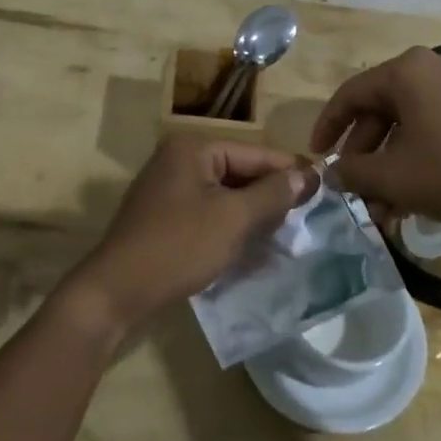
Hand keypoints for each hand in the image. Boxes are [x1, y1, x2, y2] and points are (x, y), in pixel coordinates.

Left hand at [61, 136, 313, 335]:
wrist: (115, 292)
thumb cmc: (178, 247)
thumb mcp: (233, 219)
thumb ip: (273, 194)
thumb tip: (307, 176)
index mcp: (193, 148)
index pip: (255, 153)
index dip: (290, 170)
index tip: (325, 186)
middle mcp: (178, 159)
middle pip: (239, 171)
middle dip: (271, 194)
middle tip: (309, 213)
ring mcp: (168, 188)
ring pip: (225, 194)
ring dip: (254, 212)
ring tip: (288, 231)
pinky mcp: (164, 216)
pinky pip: (208, 211)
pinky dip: (231, 225)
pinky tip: (254, 244)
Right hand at [310, 46, 440, 231]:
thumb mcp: (395, 178)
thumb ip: (353, 173)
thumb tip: (333, 173)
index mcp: (407, 71)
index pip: (351, 94)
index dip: (328, 127)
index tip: (317, 158)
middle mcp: (435, 65)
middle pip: (382, 108)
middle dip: (365, 154)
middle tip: (356, 190)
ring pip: (411, 122)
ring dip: (392, 162)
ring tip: (385, 205)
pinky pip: (438, 124)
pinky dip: (420, 154)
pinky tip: (417, 193)